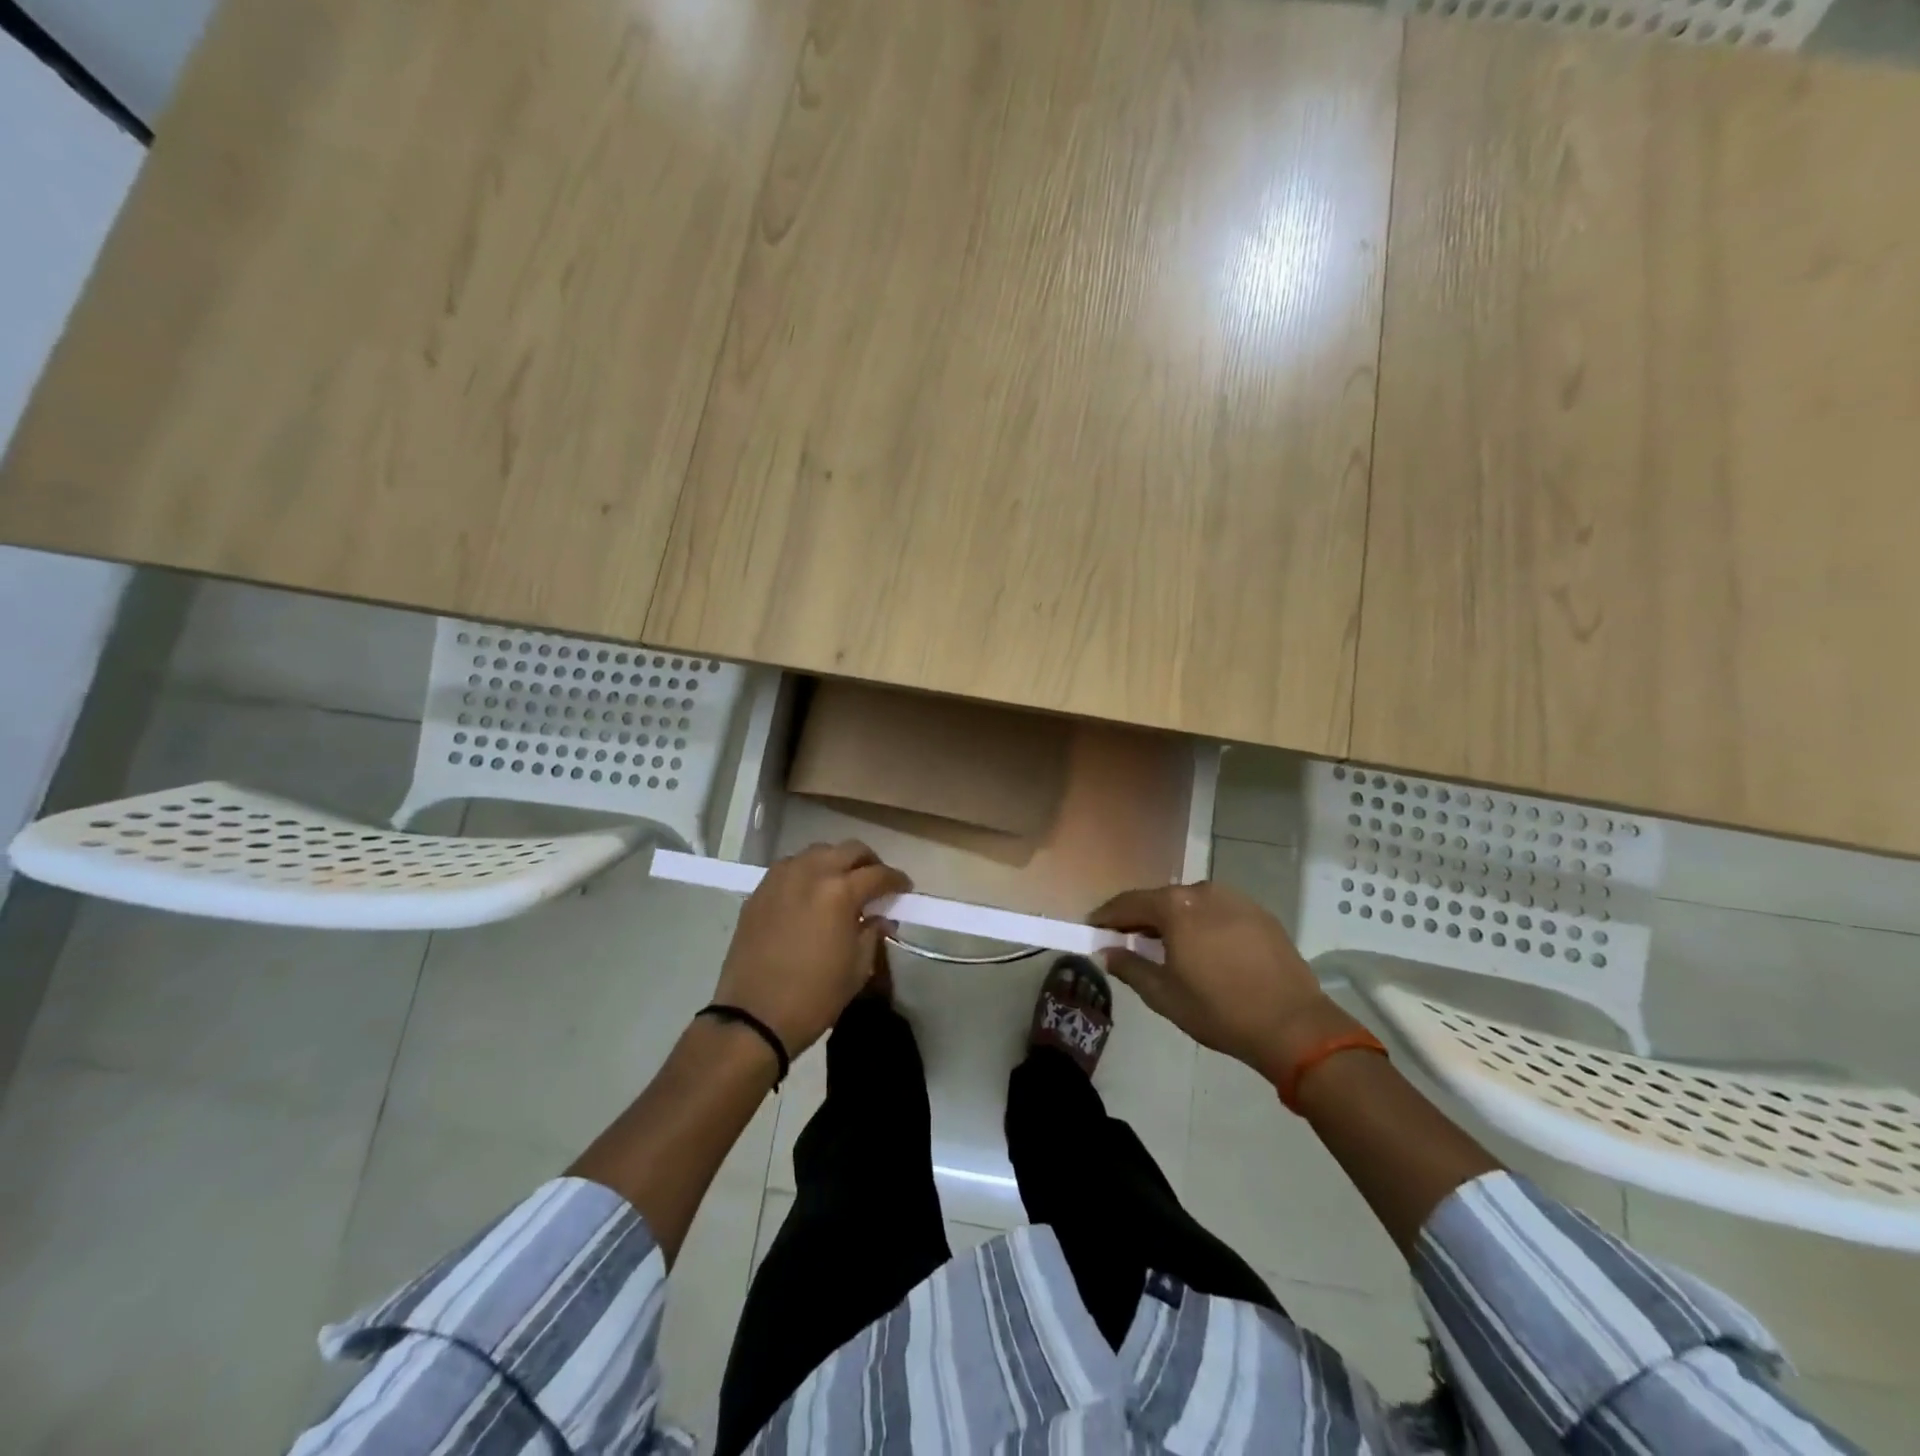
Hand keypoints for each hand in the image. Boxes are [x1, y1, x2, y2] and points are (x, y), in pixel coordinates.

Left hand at [712, 841, 910, 1058]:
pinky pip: (790, 867)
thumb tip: (881, 919)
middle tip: (876, 882)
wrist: (754, 1016)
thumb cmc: (815, 996)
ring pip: (817, 852)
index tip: (904, 889)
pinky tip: (811, 893)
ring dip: (836, 862)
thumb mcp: (857, 968)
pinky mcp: (759, 891)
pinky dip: (807, 872)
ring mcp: (781, 878)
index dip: (897, 880)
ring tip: (842, 884)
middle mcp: (811, 873)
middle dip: (869, 862)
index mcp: (840, 892)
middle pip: (849, 850)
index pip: (878, 874)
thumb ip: (872, 933)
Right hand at [1089, 882, 1356, 1083]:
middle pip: (1161, 900)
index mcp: (1175, 907)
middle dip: (1141, 918)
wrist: (1294, 1025)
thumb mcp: (1164, 995)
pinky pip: (1219, 911)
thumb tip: (1107, 952)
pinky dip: (1203, 924)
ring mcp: (1236, 899)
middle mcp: (1203, 891)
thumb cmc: (1219, 1011)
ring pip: (1191, 904)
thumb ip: (1130, 967)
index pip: (1129, 903)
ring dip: (1174, 920)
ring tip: (1168, 946)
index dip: (1107, 916)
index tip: (1093, 927)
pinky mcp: (1260, 913)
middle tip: (1127, 940)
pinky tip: (1205, 948)